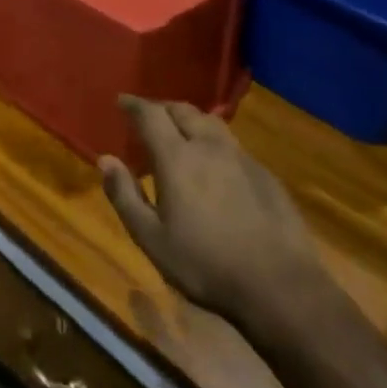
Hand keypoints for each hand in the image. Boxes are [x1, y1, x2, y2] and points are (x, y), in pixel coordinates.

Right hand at [99, 96, 339, 345]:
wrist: (280, 286)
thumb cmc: (205, 264)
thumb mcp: (151, 238)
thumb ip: (124, 195)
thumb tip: (106, 160)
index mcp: (177, 158)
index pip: (151, 115)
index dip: (134, 105)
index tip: (121, 101)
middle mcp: (210, 147)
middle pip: (183, 110)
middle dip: (162, 108)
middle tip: (147, 117)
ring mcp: (242, 158)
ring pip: (212, 123)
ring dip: (190, 120)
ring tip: (179, 133)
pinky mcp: (266, 175)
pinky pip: (232, 144)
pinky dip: (213, 142)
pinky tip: (213, 165)